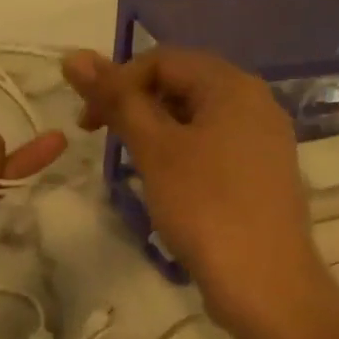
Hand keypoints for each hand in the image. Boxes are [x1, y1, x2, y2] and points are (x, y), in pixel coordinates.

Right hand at [63, 47, 324, 334]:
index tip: (88, 124)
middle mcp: (256, 102)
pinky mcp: (264, 173)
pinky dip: (183, 154)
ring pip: (198, 118)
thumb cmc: (204, 207)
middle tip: (107, 142)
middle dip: (137, 106)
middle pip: (183, 84)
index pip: (162, 59)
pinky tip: (170, 187)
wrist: (264, 281)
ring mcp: (265, 139)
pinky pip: (215, 146)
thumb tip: (73, 56)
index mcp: (232, 85)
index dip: (117, 82)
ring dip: (158, 132)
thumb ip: (117, 99)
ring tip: (136, 167)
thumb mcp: (154, 149)